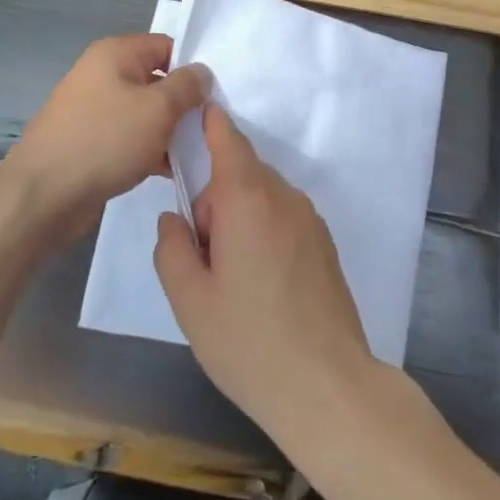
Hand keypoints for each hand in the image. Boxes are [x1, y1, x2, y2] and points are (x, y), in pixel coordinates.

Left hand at [4, 35, 209, 245]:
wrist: (43, 195)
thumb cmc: (106, 141)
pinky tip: (170, 170)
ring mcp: (94, 109)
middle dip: (184, 103)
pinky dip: (149, 149)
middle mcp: (102, 74)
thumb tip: (202, 73)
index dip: (193, 68)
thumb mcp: (158, 108)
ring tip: (195, 153)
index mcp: (115, 53)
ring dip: (169, 130)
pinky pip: (129, 136)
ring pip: (145, 112)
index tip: (215, 96)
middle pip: (157, 80)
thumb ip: (187, 86)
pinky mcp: (90, 140)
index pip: (168, 46)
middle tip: (210, 127)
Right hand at [154, 105, 377, 441]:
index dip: (210, 122)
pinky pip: (283, 217)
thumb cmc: (249, 341)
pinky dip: (263, 232)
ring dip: (240, 218)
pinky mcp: (324, 243)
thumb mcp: (190, 300)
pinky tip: (262, 287)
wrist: (327, 386)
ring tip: (233, 281)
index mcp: (248, 199)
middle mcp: (284, 197)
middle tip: (204, 257)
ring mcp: (310, 220)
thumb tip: (175, 219)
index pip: (227, 140)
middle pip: (241, 173)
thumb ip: (172, 248)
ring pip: (262, 197)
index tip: (194, 113)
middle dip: (215, 199)